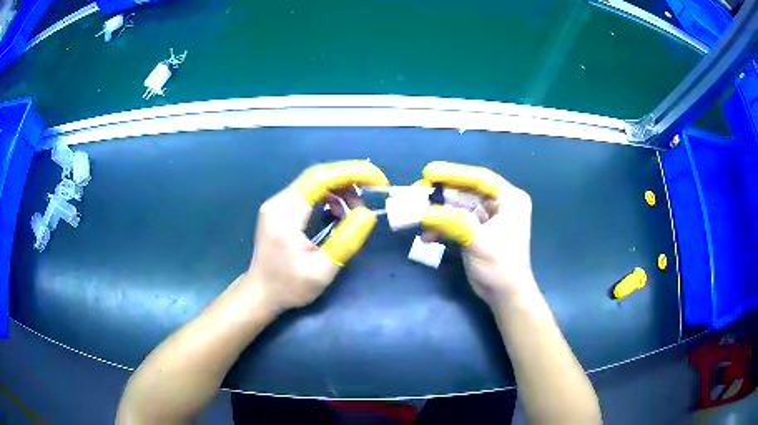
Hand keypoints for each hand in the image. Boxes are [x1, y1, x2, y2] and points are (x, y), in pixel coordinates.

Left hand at [239, 161, 388, 312]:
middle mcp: (279, 201)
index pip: (322, 177)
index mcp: (286, 213)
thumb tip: (367, 213)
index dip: (354, 173)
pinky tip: (337, 213)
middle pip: (318, 174)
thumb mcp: (322, 270)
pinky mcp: (280, 208)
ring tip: (356, 210)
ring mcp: (277, 203)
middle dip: (350, 178)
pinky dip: (329, 196)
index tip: (379, 181)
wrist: (260, 294)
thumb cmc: (289, 287)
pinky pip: (308, 192)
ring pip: (314, 181)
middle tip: (373, 192)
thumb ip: (346, 241)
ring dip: (340, 189)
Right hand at [418, 162, 536, 307]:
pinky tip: (427, 237)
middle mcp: (498, 203)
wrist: (504, 296)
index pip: (480, 178)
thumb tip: (422, 211)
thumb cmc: (500, 267)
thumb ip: (452, 223)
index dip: (453, 173)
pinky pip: (453, 220)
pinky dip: (439, 226)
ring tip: (415, 217)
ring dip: (435, 212)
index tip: (429, 171)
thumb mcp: (478, 242)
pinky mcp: (474, 229)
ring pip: (455, 206)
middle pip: (464, 191)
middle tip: (414, 193)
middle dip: (439, 195)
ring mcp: (486, 216)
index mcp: (509, 199)